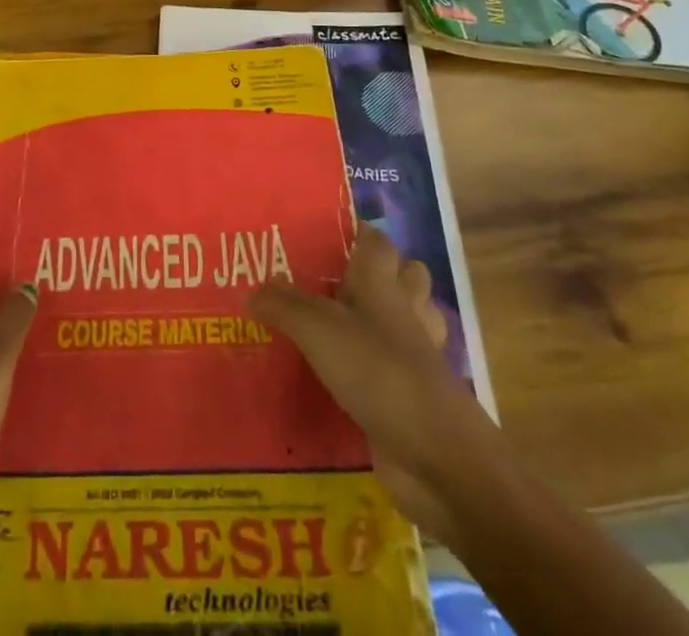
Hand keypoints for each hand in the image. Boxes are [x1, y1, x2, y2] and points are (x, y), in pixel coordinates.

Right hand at [249, 226, 486, 538]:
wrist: (436, 456)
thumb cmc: (379, 373)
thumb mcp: (318, 331)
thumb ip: (283, 306)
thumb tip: (252, 291)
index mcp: (384, 283)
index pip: (375, 240)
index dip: (352, 231)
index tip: (318, 235)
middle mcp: (404, 311)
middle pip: (399, 276)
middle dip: (370, 276)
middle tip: (321, 282)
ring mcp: (413, 356)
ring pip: (401, 322)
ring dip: (375, 321)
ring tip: (328, 326)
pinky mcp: (411, 396)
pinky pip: (390, 370)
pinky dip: (370, 370)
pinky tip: (337, 377)